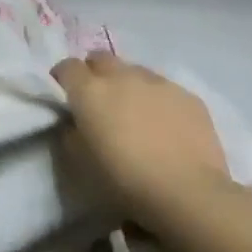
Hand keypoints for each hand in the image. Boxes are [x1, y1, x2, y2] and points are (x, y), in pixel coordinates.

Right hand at [53, 52, 229, 227]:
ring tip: (135, 111)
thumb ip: (71, 131)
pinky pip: (165, 88)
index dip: (63, 78)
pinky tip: (165, 125)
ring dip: (128, 84)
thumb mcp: (80, 160)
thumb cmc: (124, 178)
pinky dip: (158, 99)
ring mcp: (158, 83)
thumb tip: (75, 122)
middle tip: (98, 99)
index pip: (67, 66)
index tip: (65, 94)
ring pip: (135, 71)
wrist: (187, 193)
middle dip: (94, 72)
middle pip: (101, 58)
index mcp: (90, 91)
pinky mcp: (189, 96)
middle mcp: (122, 76)